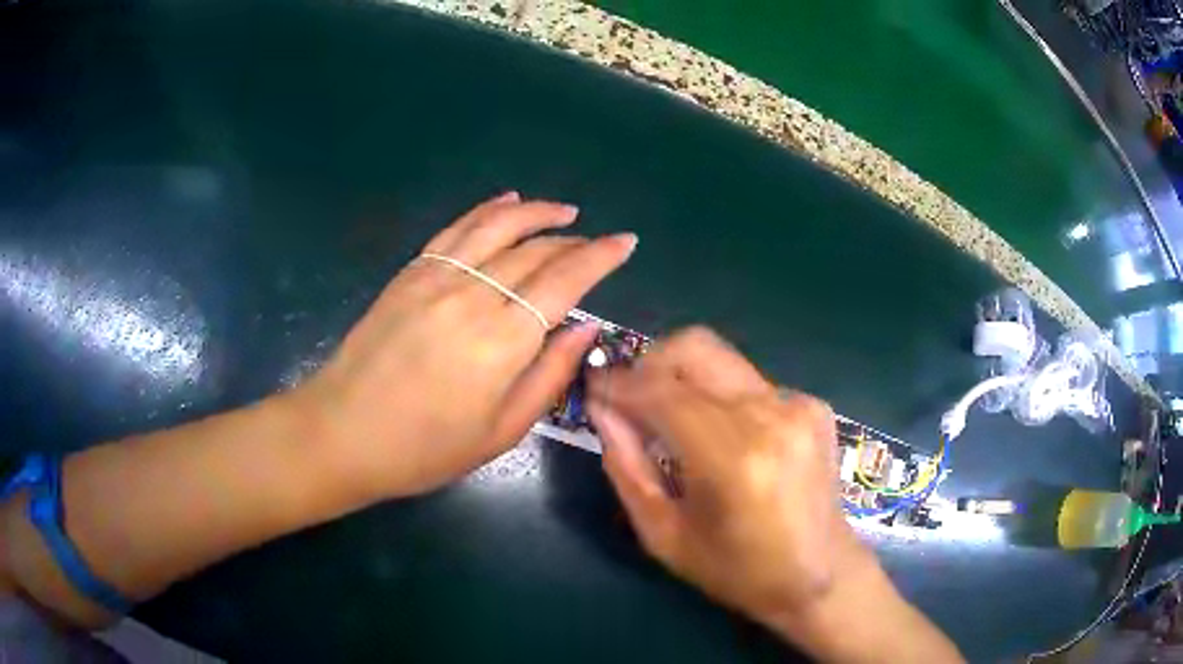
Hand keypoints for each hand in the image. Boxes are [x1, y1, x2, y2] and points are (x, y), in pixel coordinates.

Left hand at [294, 192, 634, 498]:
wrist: (343, 433)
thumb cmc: (425, 448)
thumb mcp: (501, 432)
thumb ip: (548, 375)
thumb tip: (584, 329)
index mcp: (502, 340)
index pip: (564, 280)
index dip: (600, 257)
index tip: (626, 242)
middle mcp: (473, 294)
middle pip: (534, 251)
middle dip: (573, 241)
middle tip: (596, 242)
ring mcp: (436, 277)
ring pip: (497, 226)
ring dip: (535, 212)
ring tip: (563, 209)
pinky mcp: (410, 273)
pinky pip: (456, 229)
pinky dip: (486, 210)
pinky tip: (506, 202)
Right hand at [586, 328, 870, 625]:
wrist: (821, 574)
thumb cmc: (737, 570)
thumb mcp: (664, 535)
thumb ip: (626, 467)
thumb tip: (602, 409)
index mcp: (732, 458)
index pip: (661, 391)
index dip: (619, 383)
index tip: (594, 388)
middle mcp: (770, 415)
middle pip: (695, 347)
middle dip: (651, 363)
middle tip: (632, 399)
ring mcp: (798, 404)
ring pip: (720, 360)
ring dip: (685, 381)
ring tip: (675, 425)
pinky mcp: (813, 404)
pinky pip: (748, 382)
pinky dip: (721, 398)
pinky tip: (724, 438)